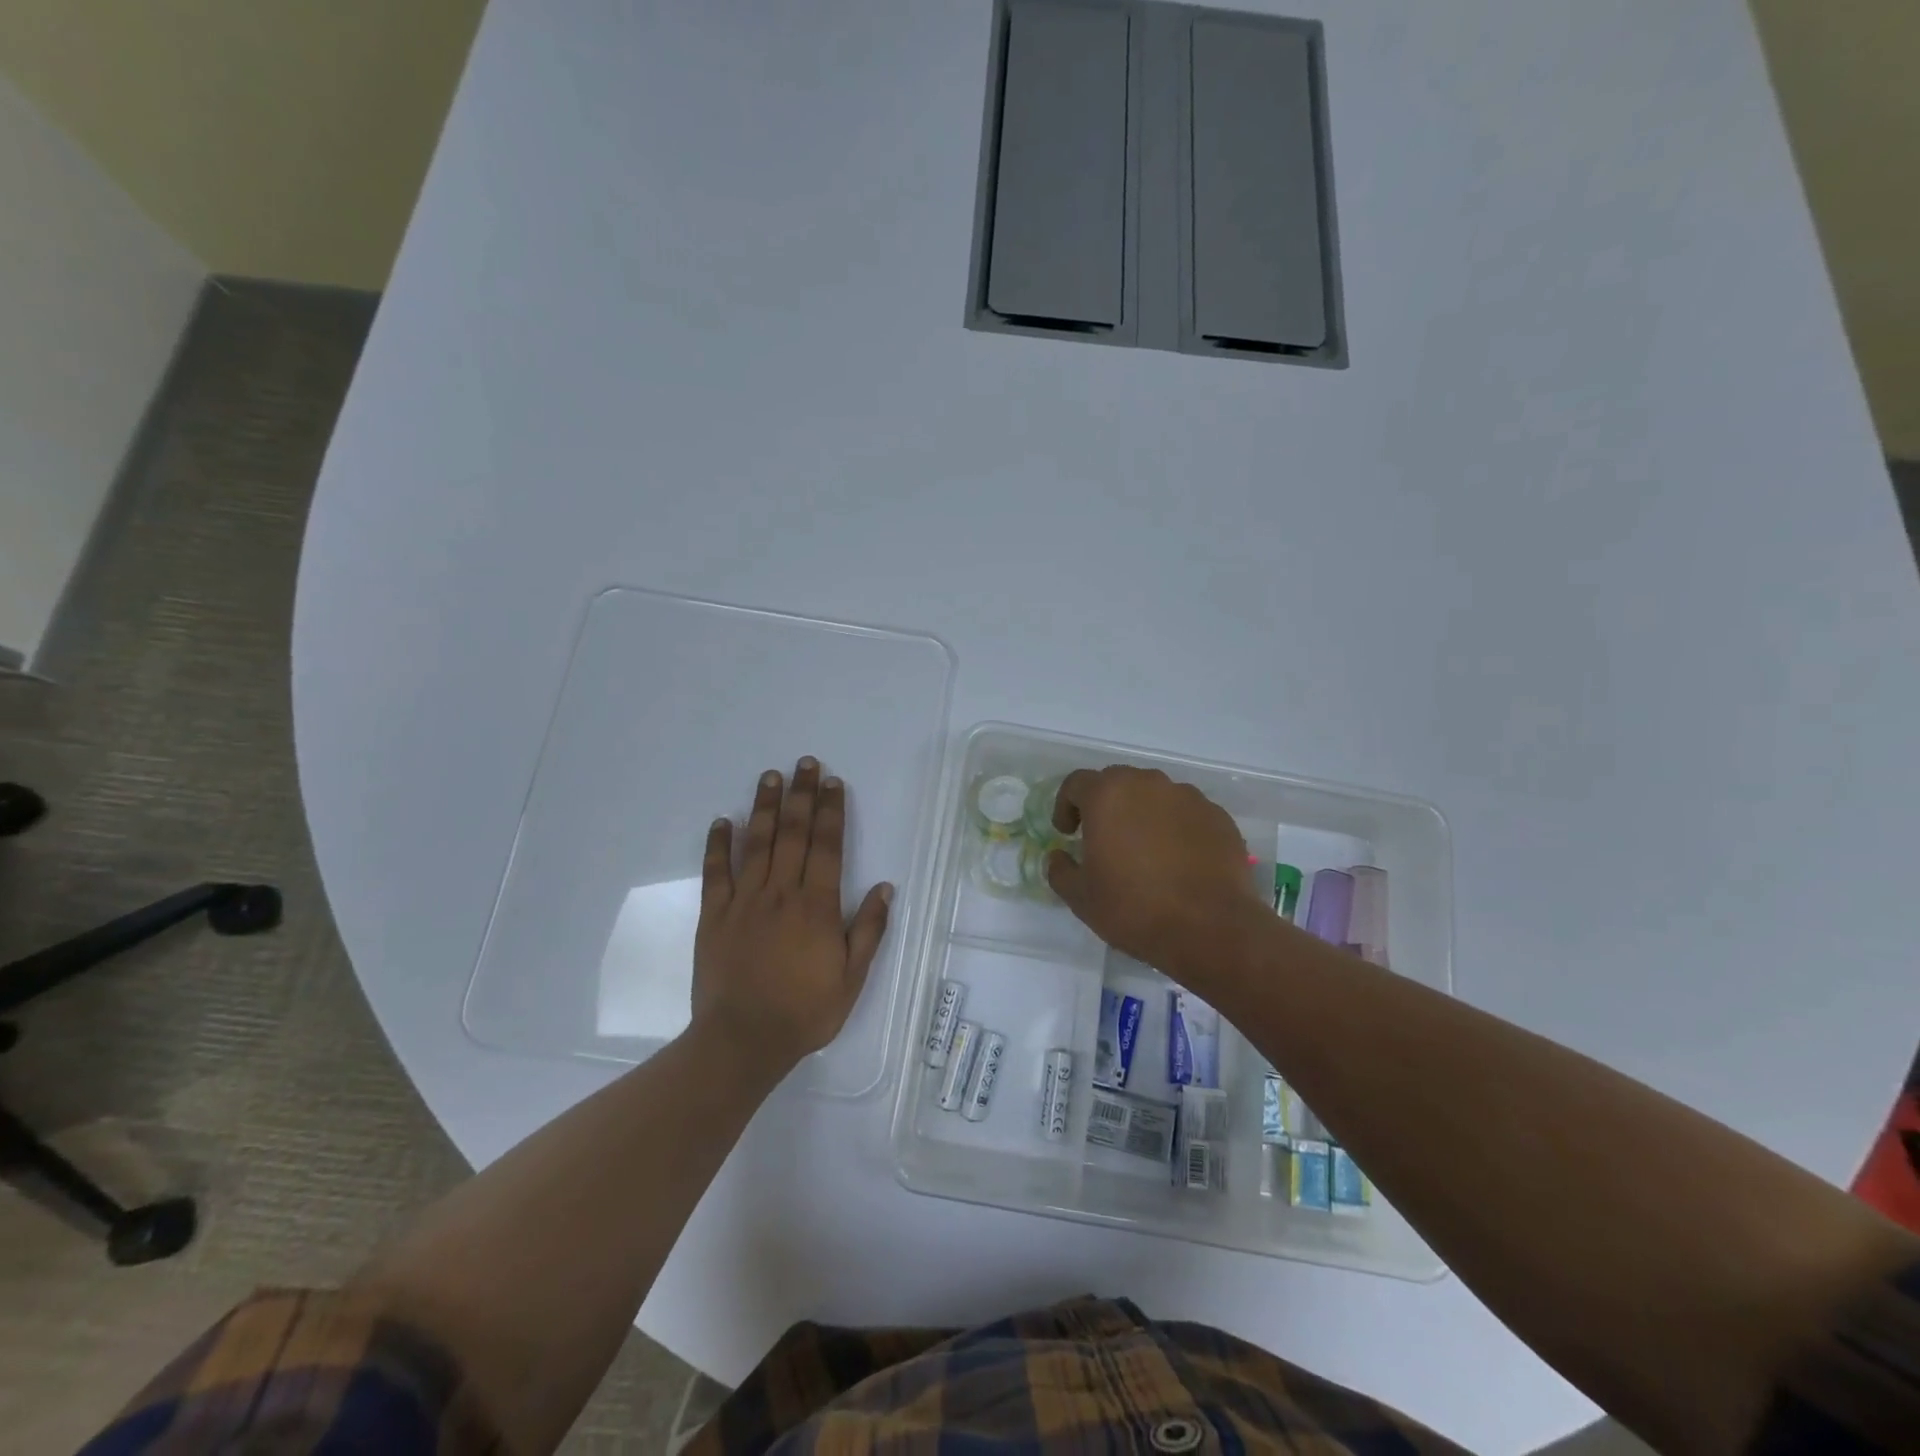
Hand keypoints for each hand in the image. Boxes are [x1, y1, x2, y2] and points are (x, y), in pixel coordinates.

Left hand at [693, 758, 892, 1071]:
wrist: (742, 1041)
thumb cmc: (804, 1011)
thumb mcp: (851, 978)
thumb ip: (868, 930)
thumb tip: (885, 887)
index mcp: (817, 906)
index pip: (827, 846)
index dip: (831, 811)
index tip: (833, 782)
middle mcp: (781, 893)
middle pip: (793, 834)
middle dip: (801, 795)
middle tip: (805, 763)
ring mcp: (744, 901)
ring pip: (757, 843)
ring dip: (765, 807)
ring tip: (771, 776)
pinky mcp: (715, 915)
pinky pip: (716, 872)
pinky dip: (718, 844)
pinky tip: (723, 820)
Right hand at [1046, 766, 1266, 988]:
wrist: (1211, 929)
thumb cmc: (1134, 909)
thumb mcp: (1081, 898)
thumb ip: (1061, 870)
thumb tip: (1058, 857)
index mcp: (1108, 795)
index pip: (1076, 783)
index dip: (1066, 806)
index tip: (1067, 833)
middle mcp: (1148, 784)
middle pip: (1117, 782)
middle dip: (1105, 805)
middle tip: (1103, 839)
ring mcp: (1188, 797)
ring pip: (1155, 795)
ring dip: (1142, 814)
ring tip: (1145, 851)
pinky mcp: (1218, 817)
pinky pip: (1186, 813)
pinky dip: (1176, 828)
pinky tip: (1178, 861)